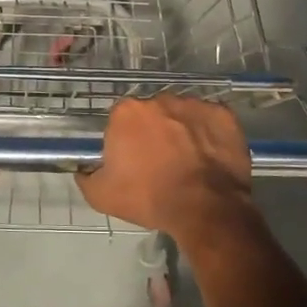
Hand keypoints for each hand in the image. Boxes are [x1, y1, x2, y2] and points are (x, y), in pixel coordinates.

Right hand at [75, 95, 252, 240]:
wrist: (205, 207)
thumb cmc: (149, 198)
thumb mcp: (102, 196)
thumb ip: (86, 177)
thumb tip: (83, 171)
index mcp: (127, 112)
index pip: (121, 121)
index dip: (126, 142)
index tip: (133, 162)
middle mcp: (159, 99)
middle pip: (153, 114)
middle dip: (155, 133)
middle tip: (161, 163)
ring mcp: (194, 104)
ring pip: (182, 115)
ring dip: (182, 132)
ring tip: (189, 162)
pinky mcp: (223, 114)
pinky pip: (211, 121)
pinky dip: (210, 135)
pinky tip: (210, 158)